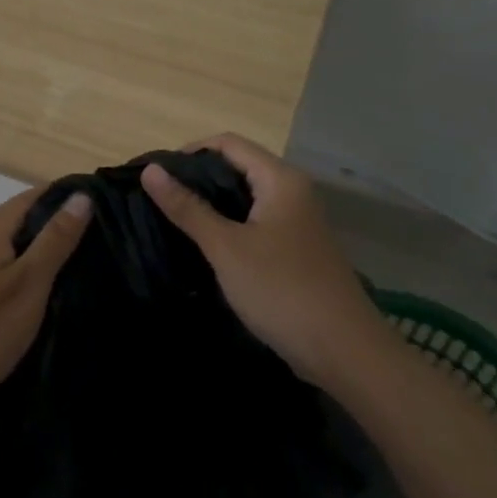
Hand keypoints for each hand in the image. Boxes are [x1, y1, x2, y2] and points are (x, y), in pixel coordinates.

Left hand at [0, 185, 91, 427]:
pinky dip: (14, 265)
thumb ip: (56, 239)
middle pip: (18, 216)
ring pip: (4, 241)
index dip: (65, 199)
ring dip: (32, 248)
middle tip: (89, 242)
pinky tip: (29, 287)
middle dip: (51, 225)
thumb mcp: (31, 283)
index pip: (33, 195)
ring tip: (66, 265)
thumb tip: (81, 196)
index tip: (98, 210)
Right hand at [140, 134, 375, 383]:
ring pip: (246, 198)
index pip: (228, 143)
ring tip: (175, 221)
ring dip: (212, 204)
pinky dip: (229, 226)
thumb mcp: (226, 248)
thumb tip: (151, 170)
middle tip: (160, 200)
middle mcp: (292, 191)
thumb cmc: (282, 291)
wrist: (346, 354)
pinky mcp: (297, 249)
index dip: (189, 152)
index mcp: (280, 179)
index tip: (157, 176)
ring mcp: (298, 221)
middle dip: (198, 179)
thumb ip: (188, 207)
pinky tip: (206, 246)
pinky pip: (256, 222)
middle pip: (238, 167)